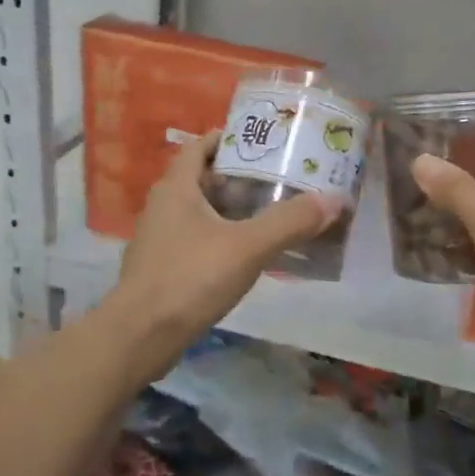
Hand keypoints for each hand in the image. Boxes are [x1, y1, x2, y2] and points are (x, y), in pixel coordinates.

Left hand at [110, 133, 338, 346]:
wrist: (141, 336)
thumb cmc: (190, 278)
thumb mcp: (248, 246)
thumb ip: (290, 222)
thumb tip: (332, 199)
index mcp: (176, 188)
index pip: (199, 147)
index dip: (227, 139)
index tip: (261, 142)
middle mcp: (163, 207)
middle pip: (203, 180)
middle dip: (239, 178)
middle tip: (278, 179)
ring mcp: (159, 240)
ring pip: (200, 213)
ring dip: (231, 211)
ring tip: (271, 214)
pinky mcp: (162, 268)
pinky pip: (197, 241)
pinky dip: (222, 239)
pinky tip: (247, 254)